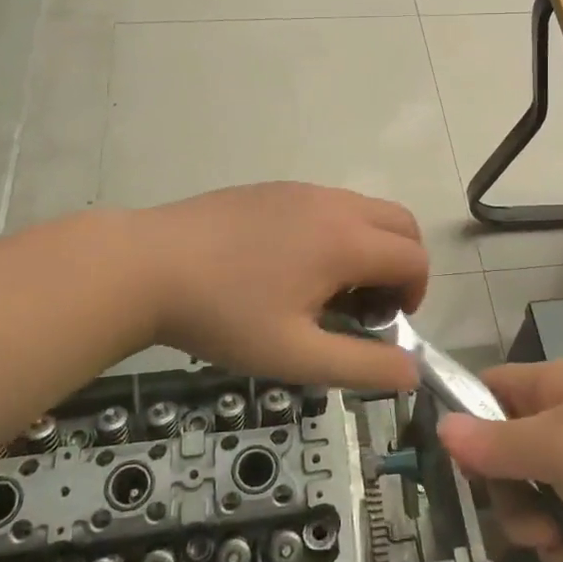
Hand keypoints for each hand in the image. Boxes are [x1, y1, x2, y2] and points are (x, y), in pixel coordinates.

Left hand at [135, 183, 427, 389]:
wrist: (147, 265)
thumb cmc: (224, 315)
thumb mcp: (295, 356)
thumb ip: (361, 367)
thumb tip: (411, 373)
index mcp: (346, 241)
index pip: (414, 258)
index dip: (415, 294)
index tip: (383, 325)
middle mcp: (334, 204)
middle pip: (401, 223)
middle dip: (402, 265)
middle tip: (366, 307)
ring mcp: (302, 190)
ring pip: (366, 209)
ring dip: (370, 247)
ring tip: (327, 290)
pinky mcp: (274, 188)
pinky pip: (330, 204)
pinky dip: (339, 231)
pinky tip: (292, 267)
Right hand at [436, 360, 562, 561]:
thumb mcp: (557, 450)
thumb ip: (496, 445)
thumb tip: (441, 427)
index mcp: (552, 390)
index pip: (488, 393)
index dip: (471, 429)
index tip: (470, 476)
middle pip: (512, 466)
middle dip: (522, 512)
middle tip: (543, 536)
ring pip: (547, 512)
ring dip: (559, 549)